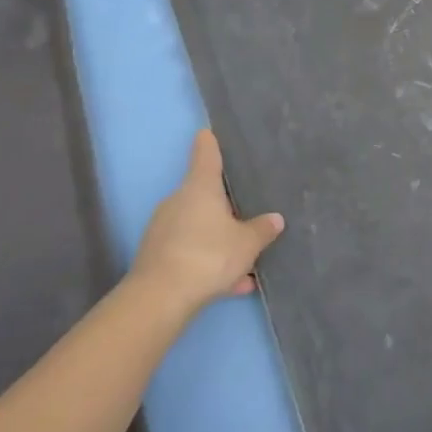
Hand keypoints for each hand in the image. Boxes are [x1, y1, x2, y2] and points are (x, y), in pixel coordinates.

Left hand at [131, 130, 283, 311]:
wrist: (159, 299)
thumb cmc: (208, 255)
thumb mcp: (247, 243)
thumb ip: (262, 230)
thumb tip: (275, 219)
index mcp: (200, 188)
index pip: (205, 155)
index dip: (209, 143)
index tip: (208, 132)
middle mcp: (178, 202)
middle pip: (203, 194)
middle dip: (224, 204)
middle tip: (247, 211)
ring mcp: (164, 230)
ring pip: (199, 228)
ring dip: (219, 239)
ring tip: (247, 261)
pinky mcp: (157, 257)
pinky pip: (191, 252)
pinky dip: (209, 262)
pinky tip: (233, 284)